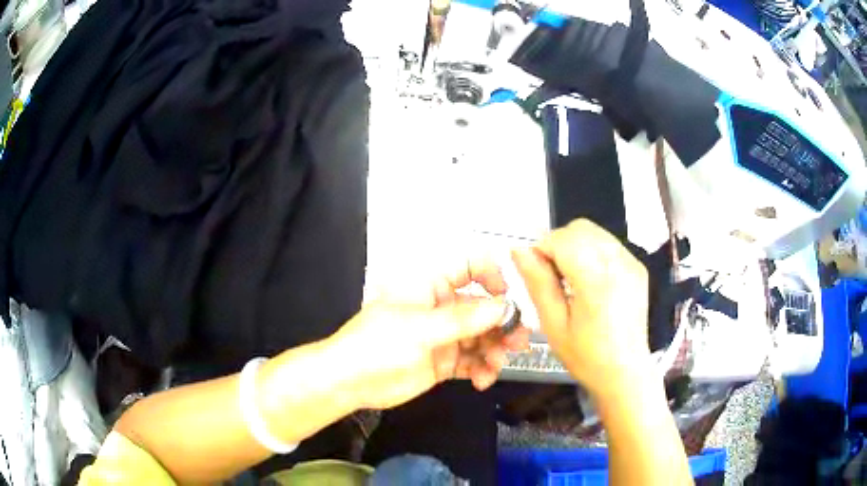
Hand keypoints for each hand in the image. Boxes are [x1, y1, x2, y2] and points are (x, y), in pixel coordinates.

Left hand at [331, 258, 530, 409]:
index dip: (492, 275)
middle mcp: (441, 307)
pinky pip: (472, 362)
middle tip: (518, 341)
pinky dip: (481, 370)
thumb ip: (464, 319)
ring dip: (494, 350)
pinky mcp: (444, 362)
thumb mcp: (420, 329)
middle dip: (502, 324)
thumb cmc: (377, 344)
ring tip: (496, 366)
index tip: (506, 296)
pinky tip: (481, 380)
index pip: (469, 267)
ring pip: (481, 337)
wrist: (350, 382)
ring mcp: (444, 336)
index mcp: (430, 285)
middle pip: (483, 308)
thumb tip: (504, 308)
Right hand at [512, 219, 649, 398]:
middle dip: (558, 244)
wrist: (625, 372)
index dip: (542, 249)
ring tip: (571, 278)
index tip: (535, 272)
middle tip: (552, 276)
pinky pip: (608, 244)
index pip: (563, 239)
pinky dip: (592, 251)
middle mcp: (619, 263)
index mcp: (597, 281)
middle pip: (580, 228)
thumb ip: (538, 283)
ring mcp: (632, 263)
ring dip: (575, 246)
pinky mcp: (638, 267)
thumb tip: (519, 250)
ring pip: (594, 232)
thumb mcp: (554, 325)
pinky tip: (589, 279)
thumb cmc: (586, 356)